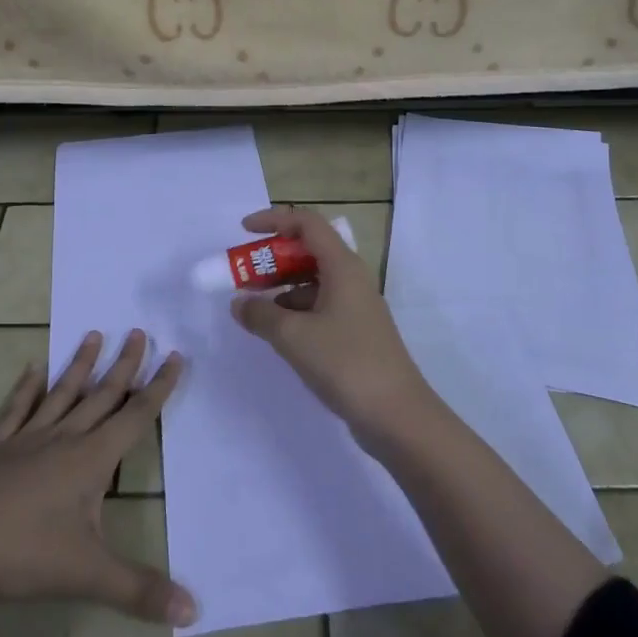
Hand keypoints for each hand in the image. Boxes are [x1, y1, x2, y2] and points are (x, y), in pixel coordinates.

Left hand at [0, 329, 196, 626]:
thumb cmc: (23, 555)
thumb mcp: (88, 576)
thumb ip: (140, 590)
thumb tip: (195, 610)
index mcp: (92, 459)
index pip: (135, 415)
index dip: (159, 387)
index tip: (175, 355)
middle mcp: (64, 438)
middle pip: (102, 395)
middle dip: (125, 365)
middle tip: (140, 331)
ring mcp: (26, 438)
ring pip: (62, 393)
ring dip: (81, 365)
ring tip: (95, 334)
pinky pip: (16, 409)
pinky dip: (26, 388)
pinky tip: (32, 368)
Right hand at [230, 206, 434, 446]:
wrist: (398, 416)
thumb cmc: (346, 363)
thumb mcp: (294, 336)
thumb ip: (261, 315)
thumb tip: (239, 304)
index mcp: (342, 266)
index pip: (307, 223)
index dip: (274, 220)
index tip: (243, 232)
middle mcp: (351, 278)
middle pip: (309, 251)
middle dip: (272, 259)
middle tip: (242, 276)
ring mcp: (356, 306)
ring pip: (313, 281)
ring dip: (282, 288)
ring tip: (253, 309)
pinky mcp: (356, 332)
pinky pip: (320, 306)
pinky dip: (295, 311)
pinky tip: (278, 334)